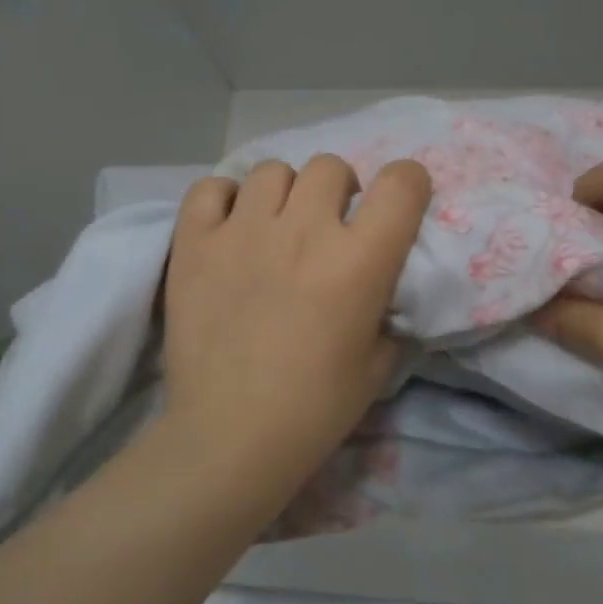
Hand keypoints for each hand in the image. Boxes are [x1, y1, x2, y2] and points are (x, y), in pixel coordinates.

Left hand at [158, 155, 431, 477]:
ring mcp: (242, 232)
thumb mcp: (378, 364)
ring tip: (275, 227)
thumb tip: (377, 289)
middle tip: (328, 226)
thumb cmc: (315, 409)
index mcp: (359, 261)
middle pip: (330, 166)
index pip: (401, 183)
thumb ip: (387, 313)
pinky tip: (229, 227)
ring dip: (284, 194)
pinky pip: (210, 188)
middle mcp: (303, 231)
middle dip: (339, 191)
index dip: (408, 184)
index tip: (397, 204)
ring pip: (272, 170)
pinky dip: (224, 200)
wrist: (230, 437)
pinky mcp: (194, 243)